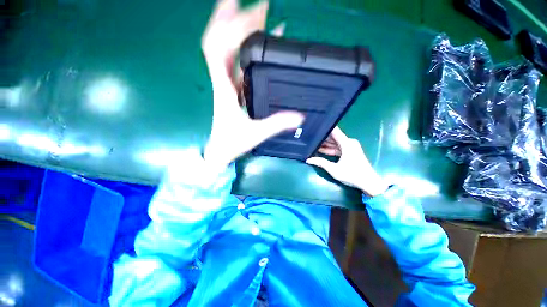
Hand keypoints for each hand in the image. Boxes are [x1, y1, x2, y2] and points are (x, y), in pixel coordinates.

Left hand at [201, 0, 302, 168]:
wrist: (219, 151)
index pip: (219, 48)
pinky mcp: (232, 91)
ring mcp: (227, 85)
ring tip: (255, 15)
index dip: (229, 25)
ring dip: (237, 31)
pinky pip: (235, 65)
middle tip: (255, 4)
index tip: (248, 8)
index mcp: (224, 87)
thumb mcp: (255, 133)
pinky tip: (255, 46)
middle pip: (219, 42)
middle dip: (232, 18)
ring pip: (226, 52)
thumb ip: (276, 124)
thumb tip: (300, 116)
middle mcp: (222, 81)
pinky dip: (244, 52)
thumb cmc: (231, 142)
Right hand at [307, 127, 388, 196]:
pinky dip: (330, 149)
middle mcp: (349, 142)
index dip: (324, 128)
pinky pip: (338, 147)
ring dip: (325, 144)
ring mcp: (350, 147)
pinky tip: (320, 150)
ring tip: (312, 144)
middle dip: (322, 137)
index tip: (314, 127)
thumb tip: (308, 159)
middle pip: (333, 137)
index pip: (334, 131)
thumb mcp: (334, 170)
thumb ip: (321, 163)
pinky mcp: (350, 151)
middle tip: (309, 137)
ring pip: (335, 142)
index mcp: (347, 143)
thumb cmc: (352, 175)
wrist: (368, 183)